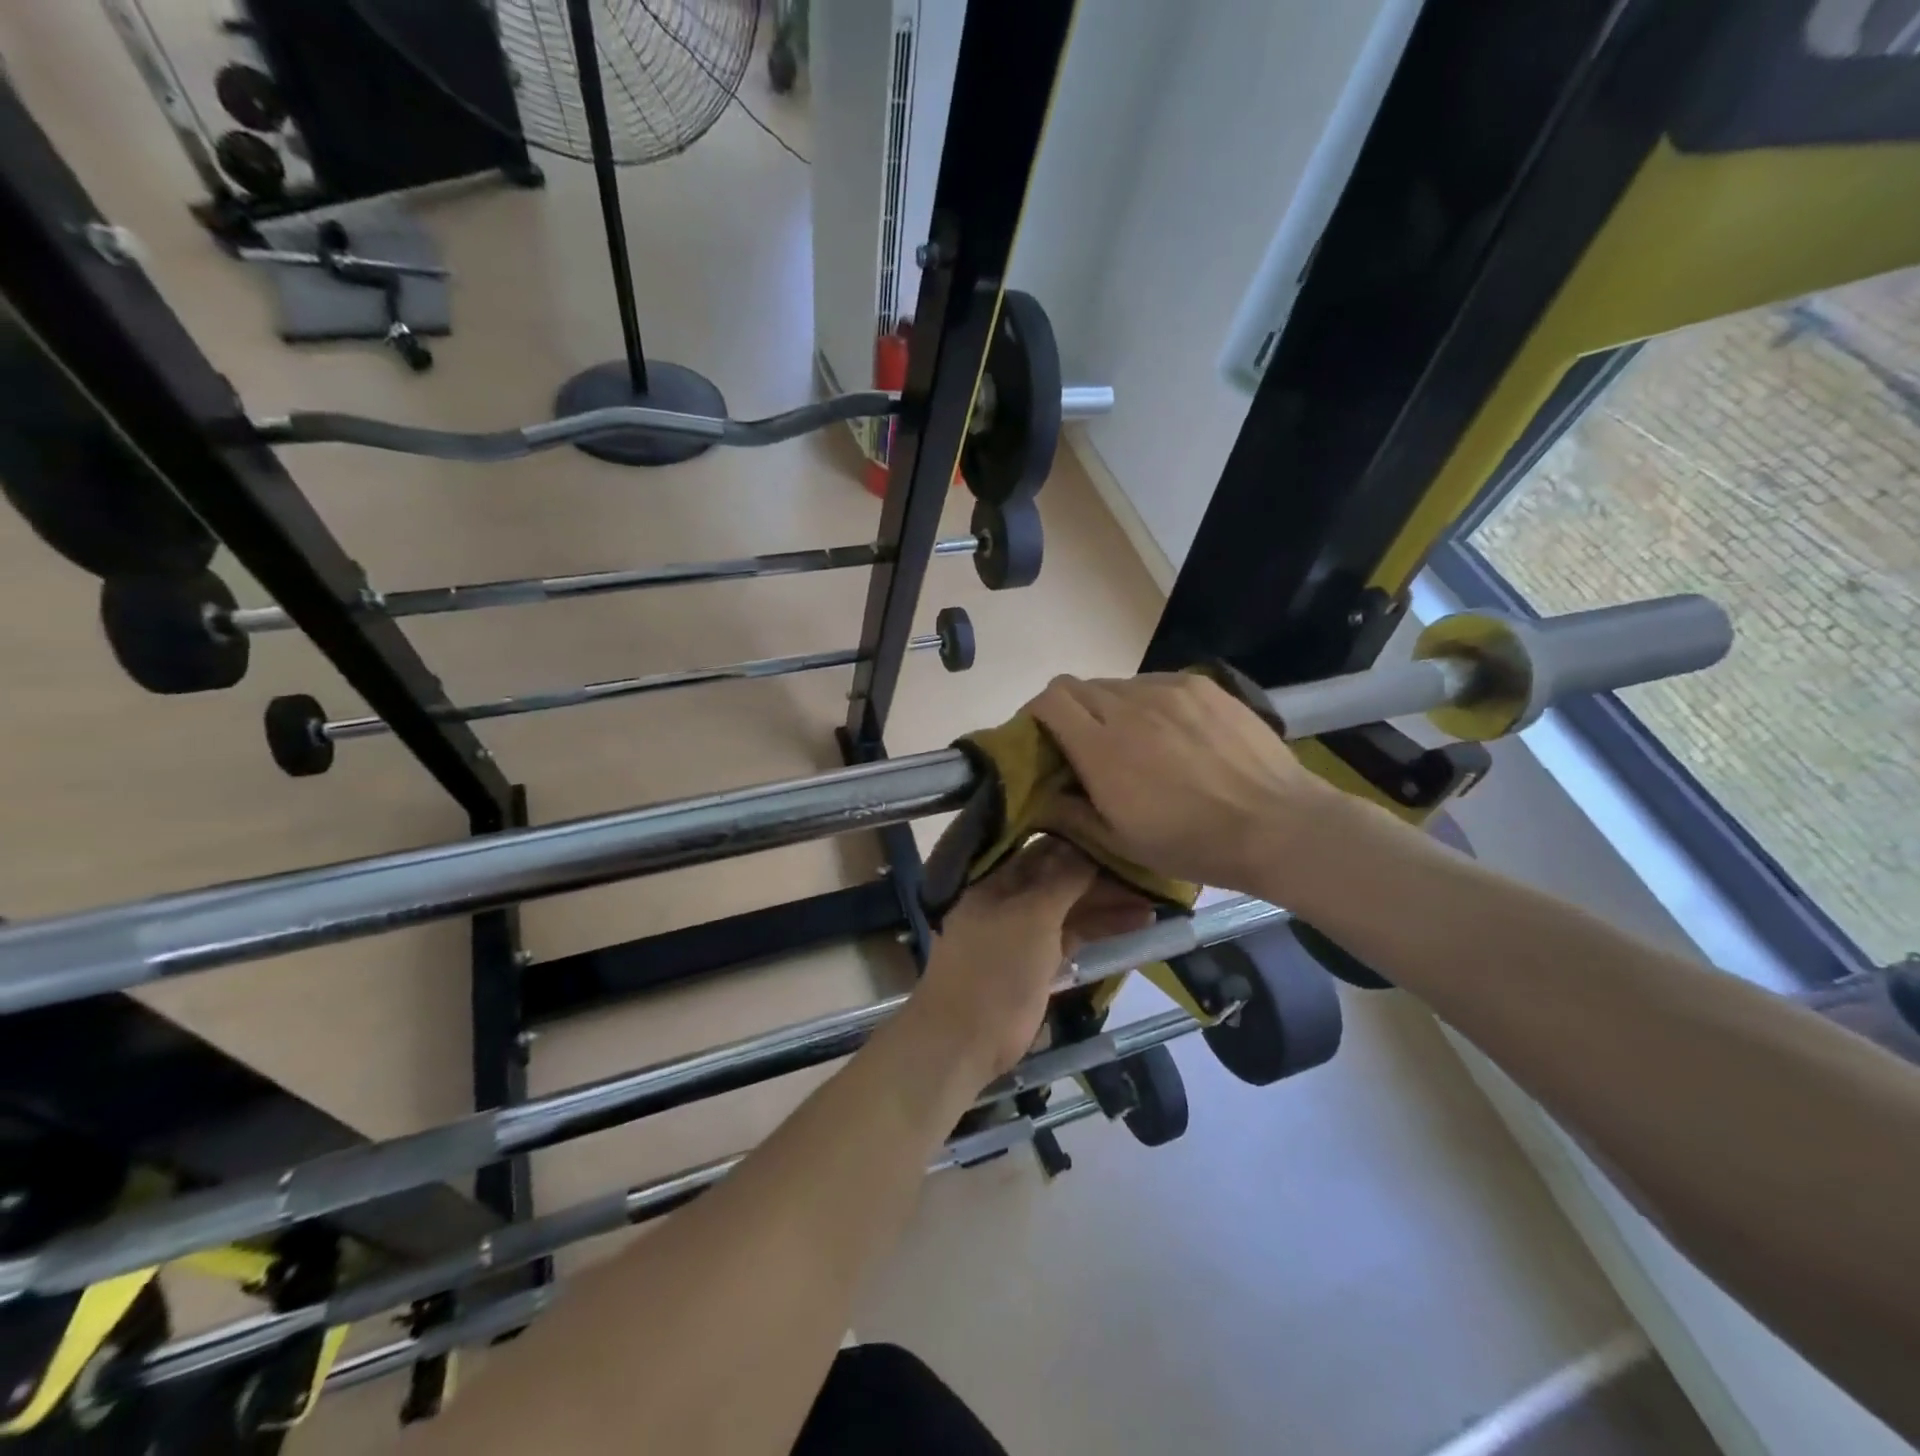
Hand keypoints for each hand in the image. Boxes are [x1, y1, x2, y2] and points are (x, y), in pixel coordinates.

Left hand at [909, 837, 1153, 1080]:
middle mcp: (1007, 904)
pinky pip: (1070, 941)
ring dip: (1105, 908)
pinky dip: (1097, 934)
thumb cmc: (996, 970)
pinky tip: (1133, 930)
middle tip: (1144, 878)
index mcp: (995, 884)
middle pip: (1058, 883)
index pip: (1042, 853)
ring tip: (1151, 906)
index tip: (1117, 842)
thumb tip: (1084, 849)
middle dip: (1099, 880)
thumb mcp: (1031, 916)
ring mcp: (1021, 937)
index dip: (1079, 846)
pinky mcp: (1035, 968)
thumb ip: (1061, 881)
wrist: (964, 1041)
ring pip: (1068, 913)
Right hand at [1029, 673, 1336, 895]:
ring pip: (1117, 684)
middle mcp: (1129, 707)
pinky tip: (1170, 732)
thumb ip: (1070, 813)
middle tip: (1083, 744)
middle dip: (1068, 711)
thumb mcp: (1121, 844)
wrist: (1279, 825)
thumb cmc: (1194, 843)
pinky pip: (1155, 683)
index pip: (1049, 701)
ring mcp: (1169, 690)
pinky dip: (1146, 702)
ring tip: (1133, 740)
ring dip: (1109, 707)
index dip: (1036, 714)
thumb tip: (1043, 793)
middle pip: (1077, 686)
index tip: (1040, 737)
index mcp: (1102, 749)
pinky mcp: (1201, 685)